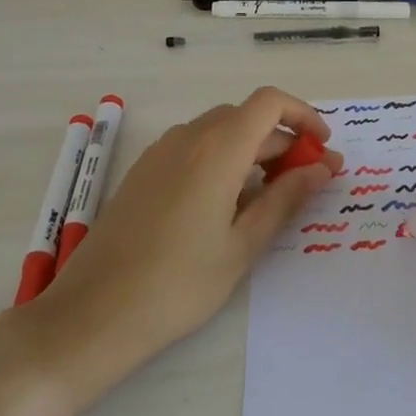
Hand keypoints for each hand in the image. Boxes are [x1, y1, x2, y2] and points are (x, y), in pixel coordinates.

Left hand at [28, 87, 340, 394]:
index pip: (269, 102)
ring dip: (252, 150)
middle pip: (246, 117)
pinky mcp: (143, 172)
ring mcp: (160, 153)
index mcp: (217, 149)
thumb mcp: (242, 246)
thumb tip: (322, 167)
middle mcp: (188, 138)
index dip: (303, 115)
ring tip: (269, 197)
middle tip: (306, 182)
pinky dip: (222, 160)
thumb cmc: (178, 284)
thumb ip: (286, 199)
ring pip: (219, 132)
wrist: (93, 313)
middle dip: (283, 140)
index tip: (323, 148)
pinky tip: (225, 205)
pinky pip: (193, 148)